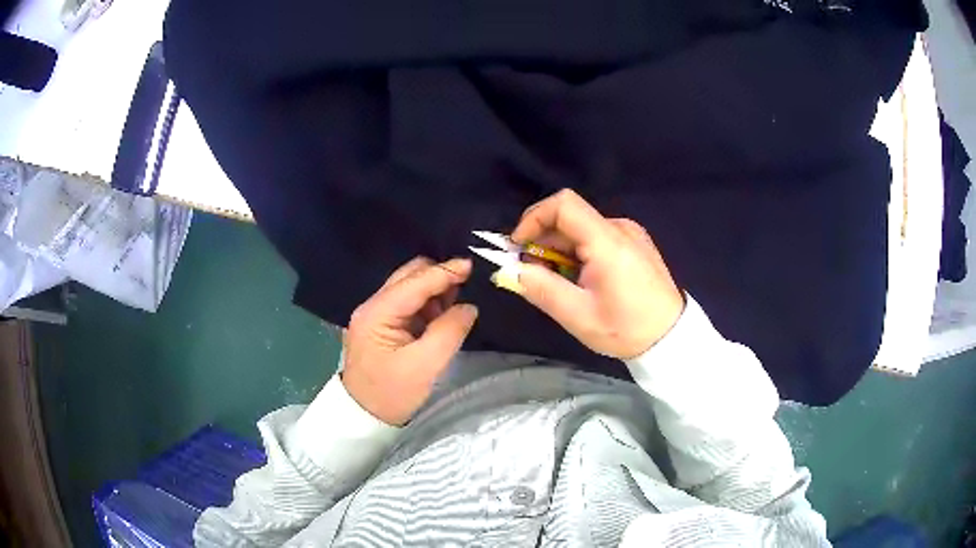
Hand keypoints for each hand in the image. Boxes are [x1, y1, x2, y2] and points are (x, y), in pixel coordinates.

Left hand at [342, 257, 478, 425]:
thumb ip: (449, 332)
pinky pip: (407, 303)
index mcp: (378, 312)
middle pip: (409, 275)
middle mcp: (372, 305)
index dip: (445, 272)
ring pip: (409, 287)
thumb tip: (469, 307)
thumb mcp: (425, 366)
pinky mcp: (380, 324)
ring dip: (433, 292)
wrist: (364, 416)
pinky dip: (426, 305)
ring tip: (452, 310)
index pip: (415, 281)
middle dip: (438, 277)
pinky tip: (438, 319)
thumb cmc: (392, 394)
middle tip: (465, 289)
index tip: (472, 266)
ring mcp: (374, 314)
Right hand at [509, 189, 684, 358]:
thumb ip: (541, 289)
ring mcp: (631, 234)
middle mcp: (620, 228)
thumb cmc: (626, 328)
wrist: (671, 337)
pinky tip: (581, 279)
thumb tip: (510, 270)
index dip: (533, 218)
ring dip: (560, 250)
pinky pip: (598, 237)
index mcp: (607, 241)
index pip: (563, 204)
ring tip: (558, 282)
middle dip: (543, 241)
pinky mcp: (636, 243)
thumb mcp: (578, 316)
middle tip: (533, 273)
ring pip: (582, 229)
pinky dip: (579, 252)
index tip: (518, 246)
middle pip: (570, 218)